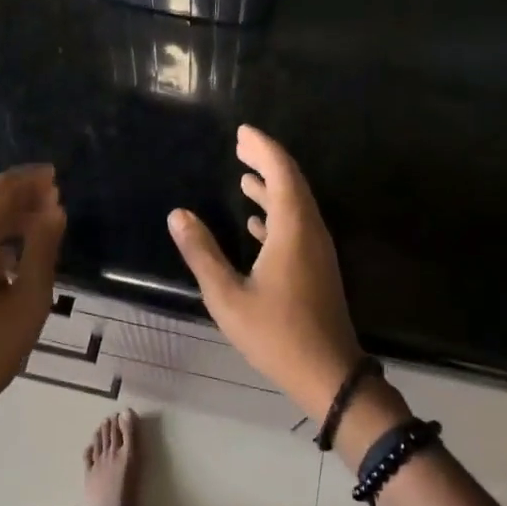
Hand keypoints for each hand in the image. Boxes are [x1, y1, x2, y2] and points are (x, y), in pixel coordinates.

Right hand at [167, 125, 364, 422]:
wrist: (328, 373)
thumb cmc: (276, 334)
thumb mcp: (228, 296)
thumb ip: (202, 252)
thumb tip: (178, 214)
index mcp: (293, 228)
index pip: (281, 172)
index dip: (263, 147)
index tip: (242, 132)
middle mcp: (310, 230)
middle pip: (291, 182)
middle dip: (267, 160)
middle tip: (241, 144)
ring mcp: (317, 249)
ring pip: (296, 204)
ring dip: (272, 186)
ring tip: (245, 175)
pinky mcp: (317, 266)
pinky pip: (298, 224)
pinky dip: (277, 212)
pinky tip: (256, 221)